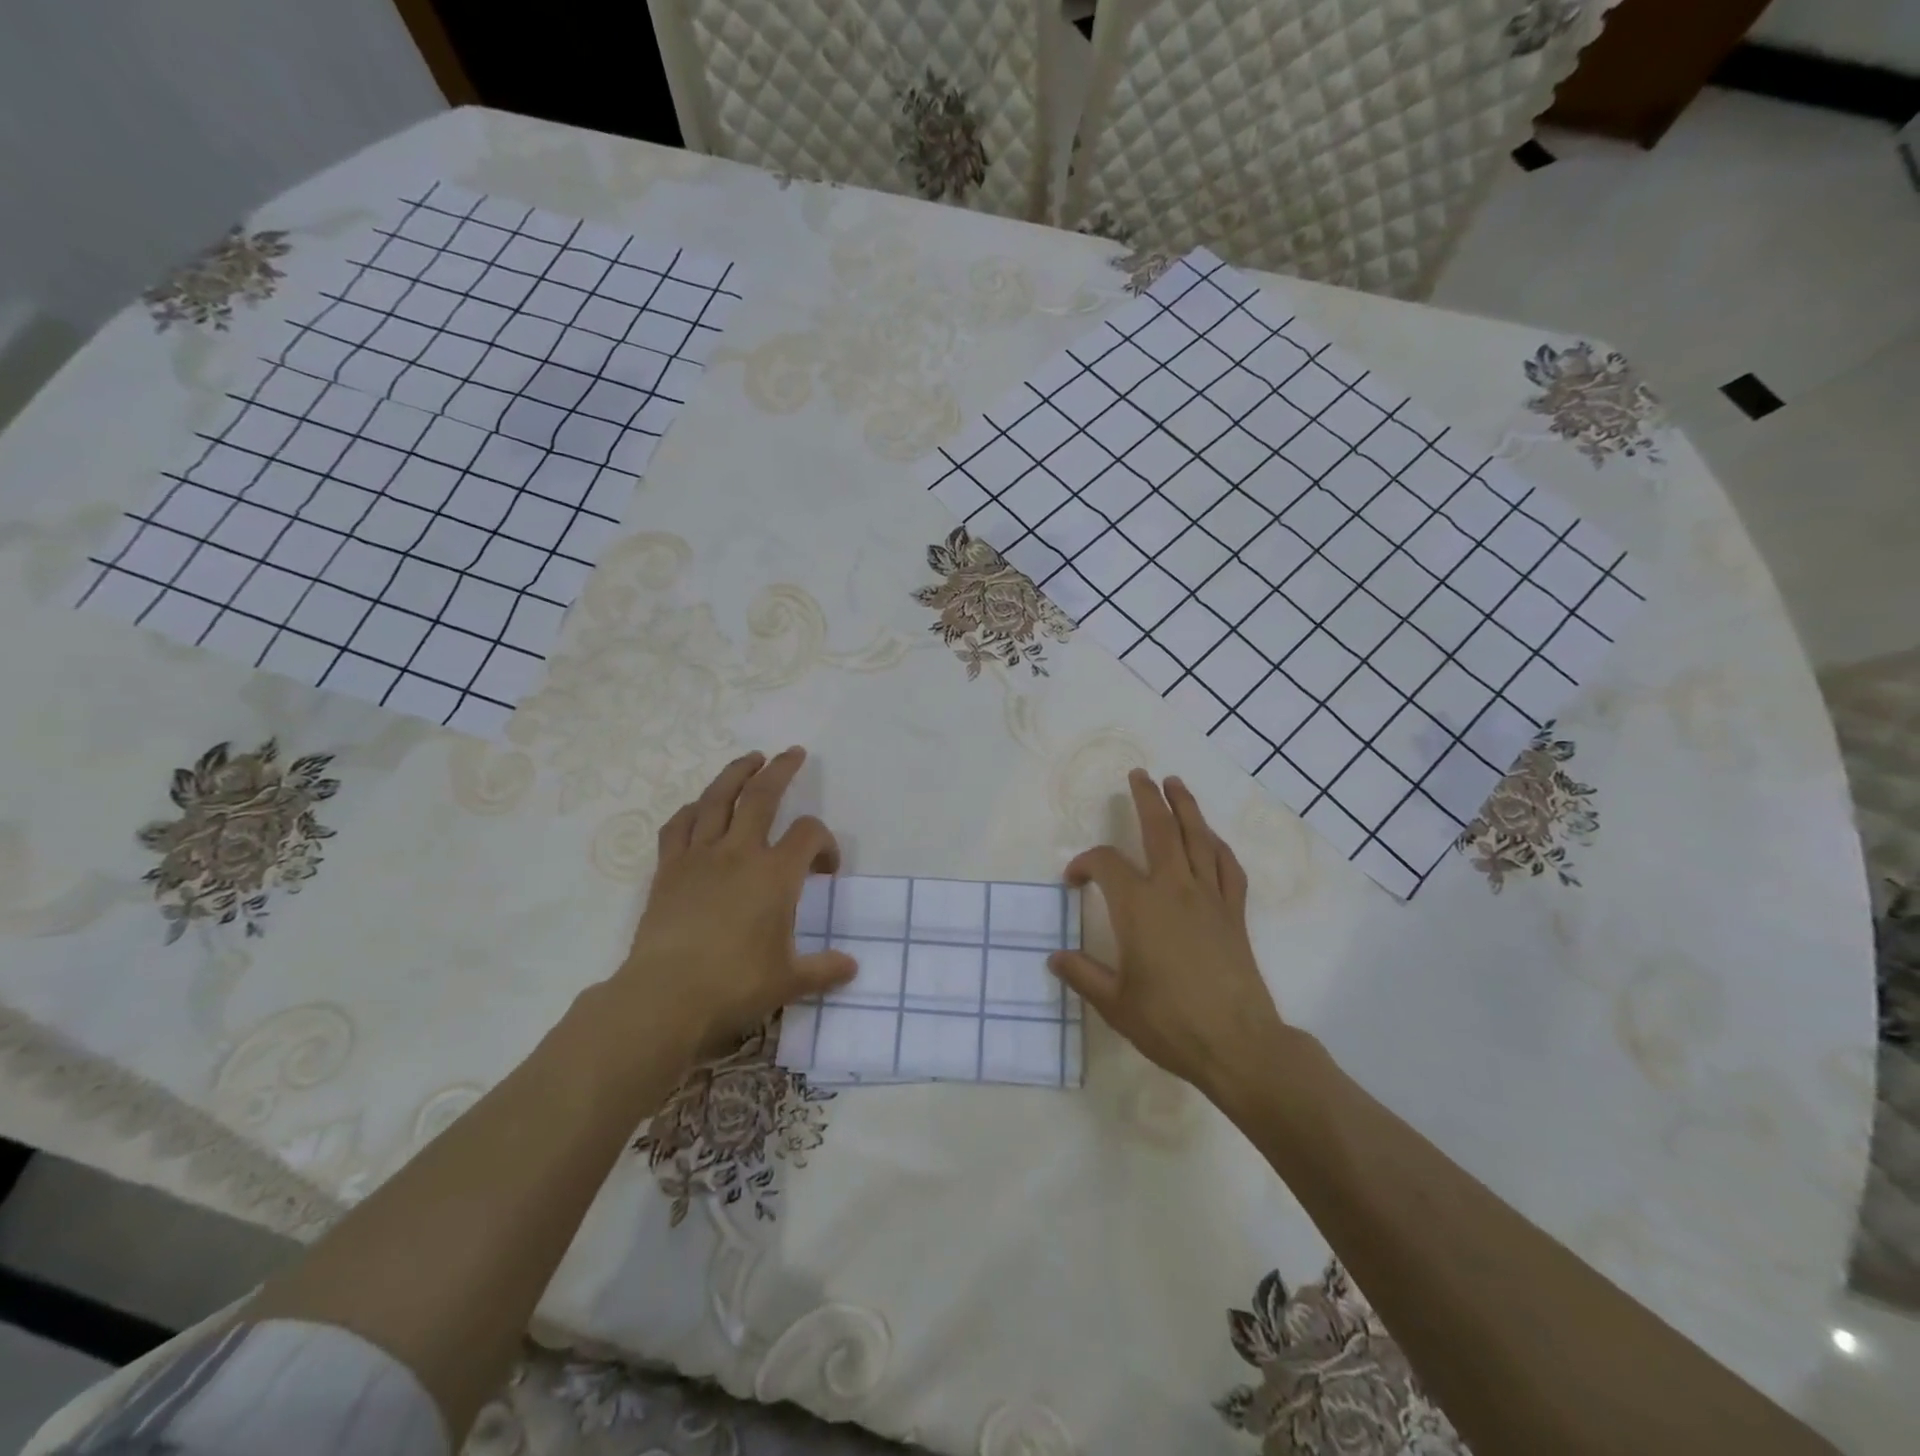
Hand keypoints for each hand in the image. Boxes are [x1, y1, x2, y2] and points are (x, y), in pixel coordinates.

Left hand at [615, 747, 854, 1057]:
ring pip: (718, 799)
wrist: (665, 996)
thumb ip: (823, 969)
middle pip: (763, 795)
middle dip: (781, 770)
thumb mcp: (789, 981)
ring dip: (737, 773)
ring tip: (750, 759)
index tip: (826, 869)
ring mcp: (700, 856)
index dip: (826, 843)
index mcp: (776, 874)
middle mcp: (740, 853)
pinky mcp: (668, 869)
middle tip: (793, 753)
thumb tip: (852, 967)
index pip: (810, 834)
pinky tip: (699, 807)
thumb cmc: (734, 985)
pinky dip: (692, 810)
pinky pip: (679, 826)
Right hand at [1049, 770, 1287, 1102]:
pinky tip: (1211, 839)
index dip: (1084, 864)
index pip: (1105, 865)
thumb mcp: (1114, 1003)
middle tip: (1139, 776)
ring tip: (1175, 784)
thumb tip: (1054, 957)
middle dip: (1147, 798)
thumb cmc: (1169, 1023)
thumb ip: (1082, 974)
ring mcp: (1209, 898)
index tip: (1074, 881)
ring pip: (1198, 838)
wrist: (1238, 1044)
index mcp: (1138, 907)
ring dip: (1186, 807)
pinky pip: (1227, 867)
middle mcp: (1174, 890)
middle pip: (1160, 829)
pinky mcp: (1233, 913)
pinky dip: (1217, 846)